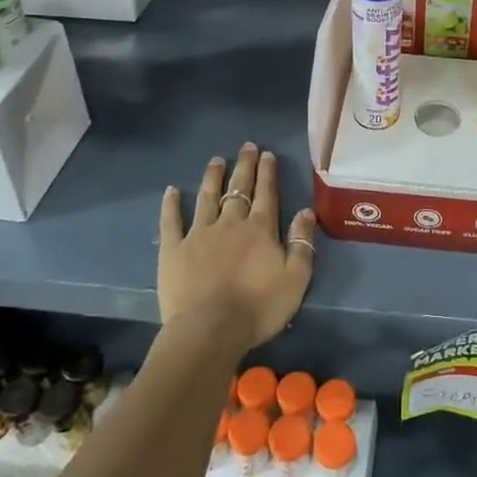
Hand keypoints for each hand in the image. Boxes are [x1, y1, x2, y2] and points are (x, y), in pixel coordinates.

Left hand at [158, 143, 317, 352]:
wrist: (210, 330)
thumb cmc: (258, 308)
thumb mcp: (296, 279)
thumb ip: (302, 243)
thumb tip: (305, 211)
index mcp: (260, 229)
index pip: (266, 193)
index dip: (267, 173)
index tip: (267, 154)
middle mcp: (230, 223)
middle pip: (238, 189)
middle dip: (244, 166)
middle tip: (246, 147)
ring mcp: (199, 234)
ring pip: (207, 197)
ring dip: (213, 177)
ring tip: (216, 160)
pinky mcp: (173, 250)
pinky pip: (171, 221)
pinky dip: (171, 205)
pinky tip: (171, 191)